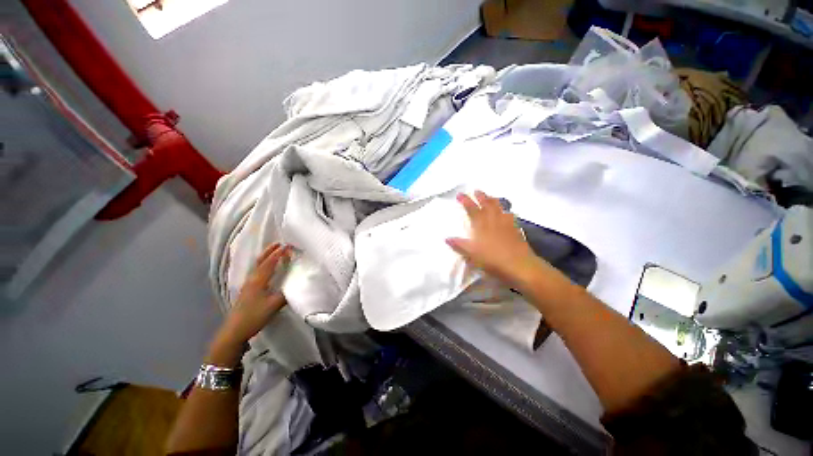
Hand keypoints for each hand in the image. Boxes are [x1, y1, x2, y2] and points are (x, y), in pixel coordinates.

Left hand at [207, 243, 291, 365]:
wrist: (234, 331)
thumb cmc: (254, 316)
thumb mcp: (273, 305)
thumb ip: (286, 294)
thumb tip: (297, 285)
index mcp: (258, 281)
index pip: (269, 263)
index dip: (278, 254)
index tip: (288, 246)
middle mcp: (252, 280)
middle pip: (260, 261)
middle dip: (269, 251)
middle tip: (279, 243)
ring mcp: (248, 285)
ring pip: (257, 266)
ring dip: (266, 257)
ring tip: (274, 252)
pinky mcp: (247, 290)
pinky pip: (257, 272)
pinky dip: (264, 265)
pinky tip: (267, 269)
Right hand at [446, 191, 549, 288]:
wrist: (518, 265)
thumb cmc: (492, 259)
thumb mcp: (472, 254)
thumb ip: (459, 245)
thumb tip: (447, 238)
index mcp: (481, 225)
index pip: (472, 209)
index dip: (466, 201)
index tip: (460, 194)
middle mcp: (493, 221)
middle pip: (487, 205)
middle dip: (481, 196)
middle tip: (476, 190)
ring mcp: (506, 224)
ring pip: (499, 208)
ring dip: (493, 201)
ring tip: (490, 197)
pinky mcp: (515, 230)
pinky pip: (510, 216)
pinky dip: (506, 212)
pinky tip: (507, 213)